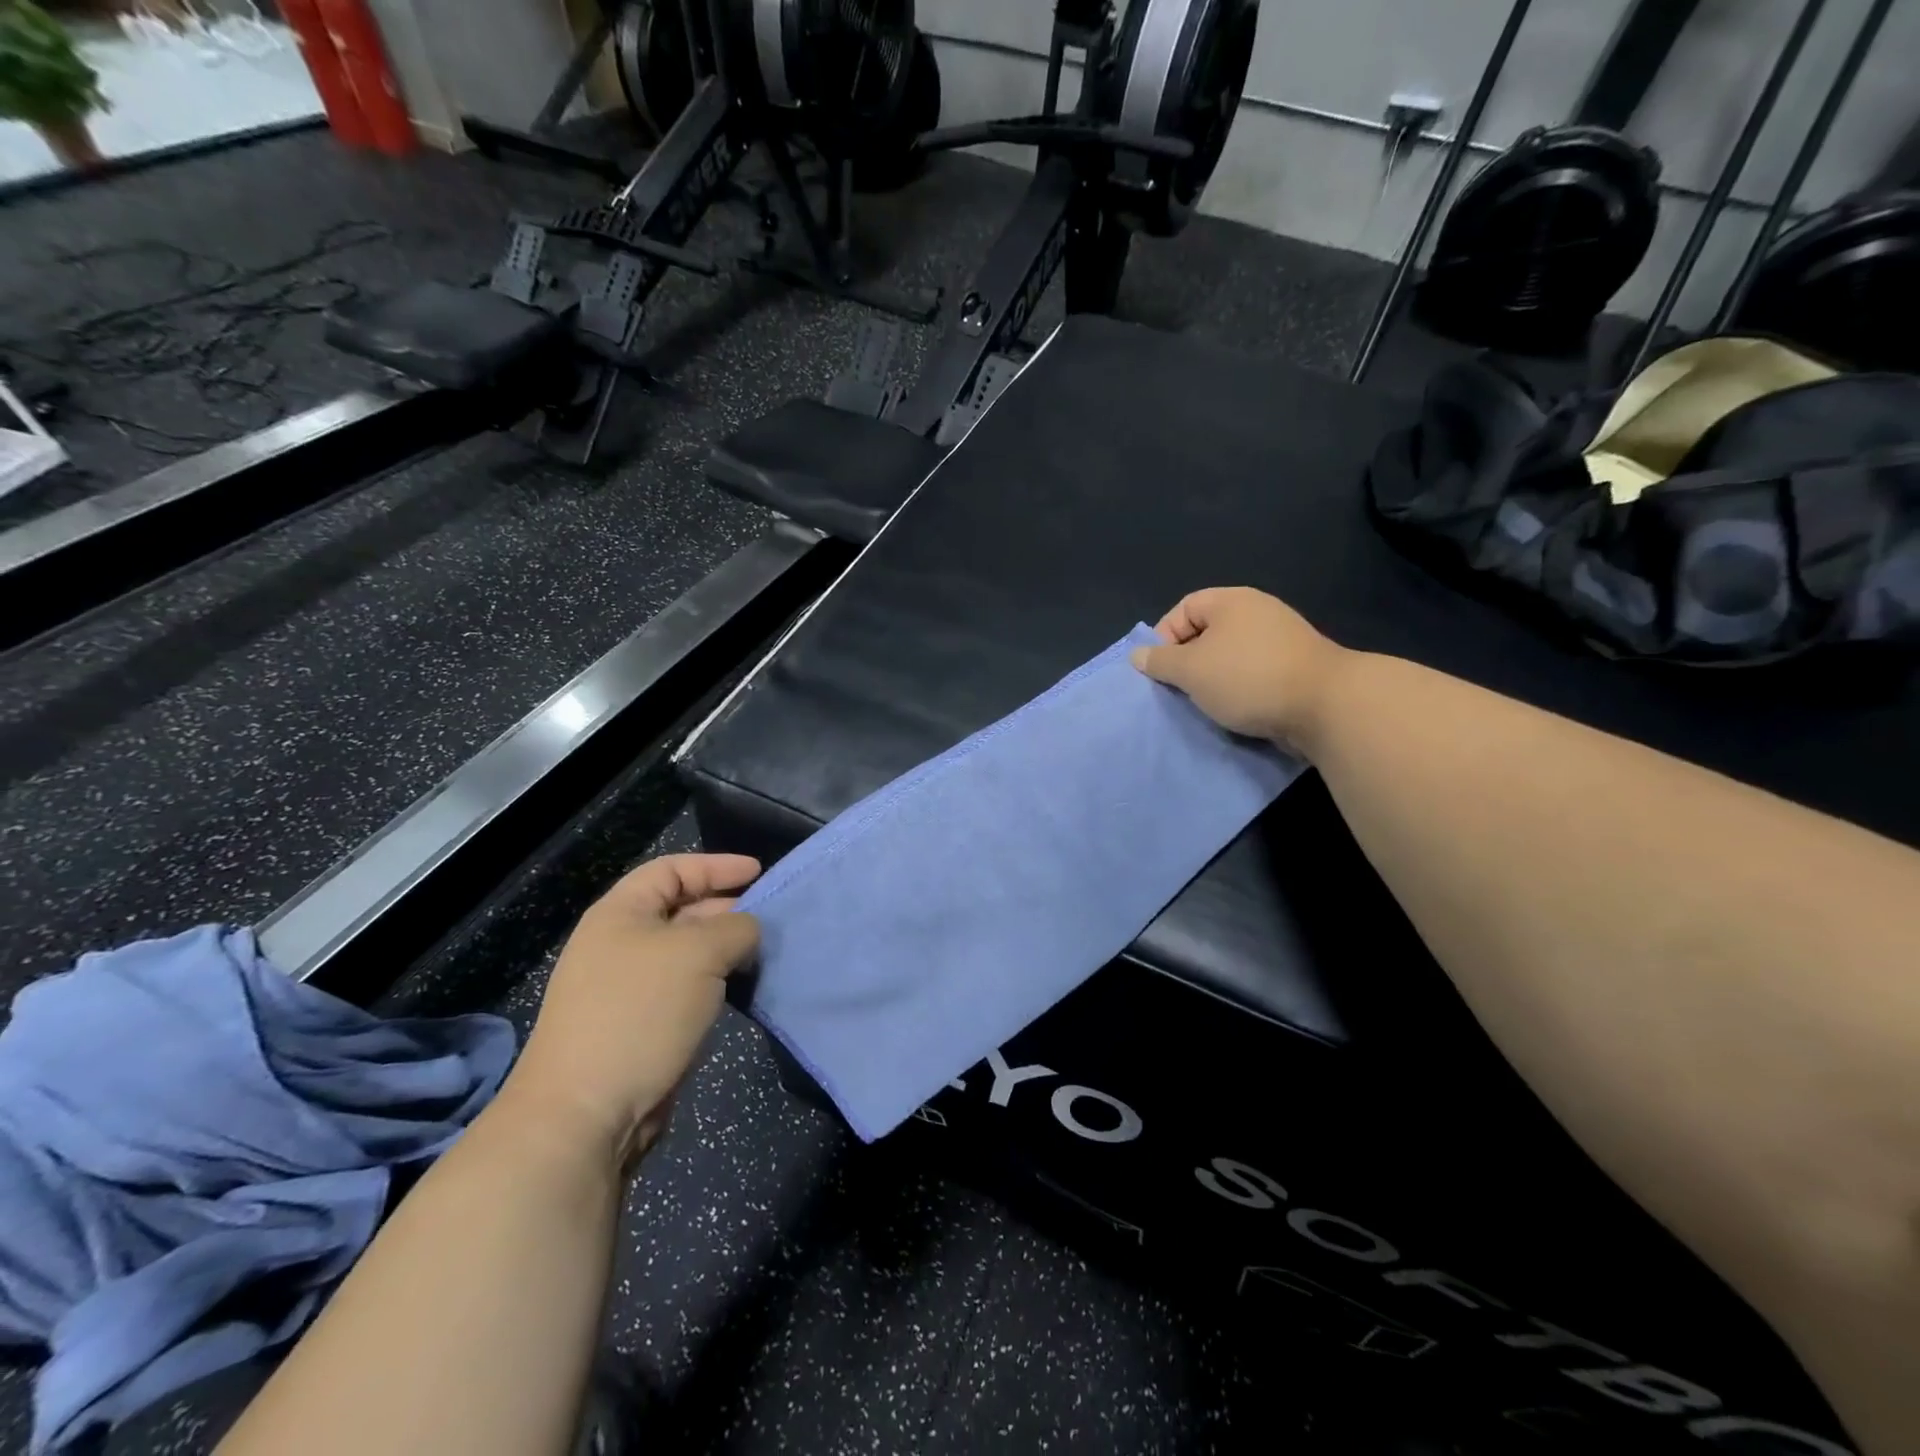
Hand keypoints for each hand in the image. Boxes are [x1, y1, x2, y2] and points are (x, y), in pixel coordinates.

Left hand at [499, 855, 761, 1167]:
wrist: (587, 1111)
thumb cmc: (641, 1011)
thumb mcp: (699, 953)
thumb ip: (736, 927)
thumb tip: (749, 930)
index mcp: (620, 914)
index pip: (672, 869)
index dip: (716, 865)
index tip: (759, 872)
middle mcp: (619, 943)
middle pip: (681, 909)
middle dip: (726, 909)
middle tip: (770, 917)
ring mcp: (627, 987)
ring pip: (686, 952)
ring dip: (725, 949)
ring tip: (763, 953)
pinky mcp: (639, 1024)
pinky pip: (685, 987)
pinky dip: (715, 982)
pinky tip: (741, 988)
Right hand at [1131, 588, 1347, 751]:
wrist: (1325, 706)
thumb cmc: (1247, 678)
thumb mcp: (1191, 670)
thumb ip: (1160, 662)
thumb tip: (1139, 655)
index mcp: (1231, 601)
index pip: (1183, 609)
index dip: (1164, 637)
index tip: (1159, 670)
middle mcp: (1257, 613)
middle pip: (1207, 633)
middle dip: (1188, 663)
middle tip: (1178, 690)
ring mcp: (1280, 640)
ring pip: (1230, 657)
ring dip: (1213, 681)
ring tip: (1205, 704)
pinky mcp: (1295, 668)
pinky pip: (1254, 674)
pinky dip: (1240, 691)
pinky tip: (1235, 710)